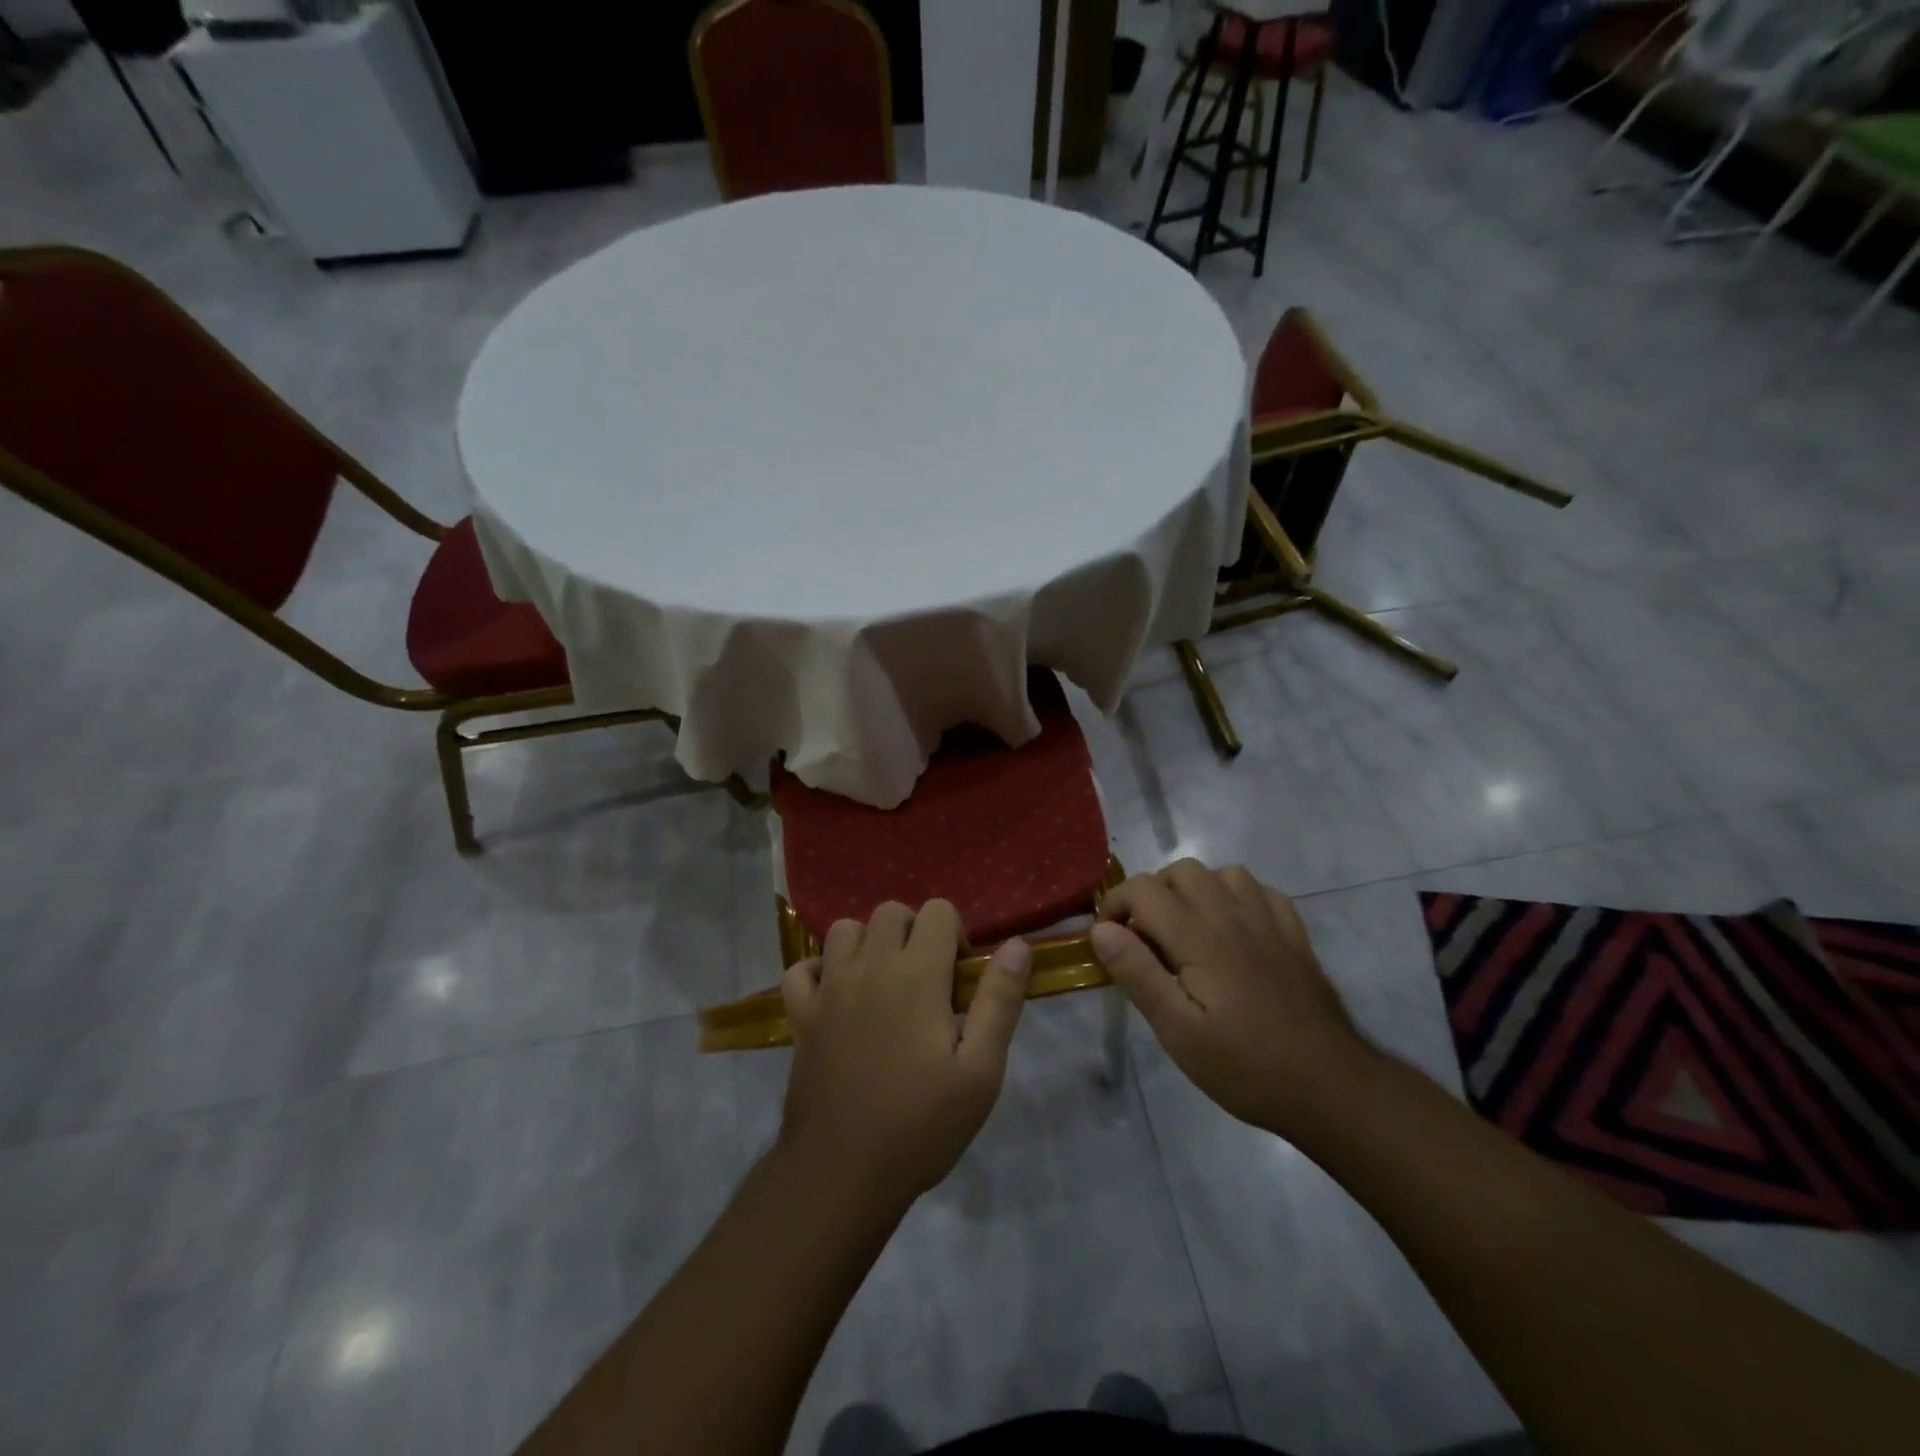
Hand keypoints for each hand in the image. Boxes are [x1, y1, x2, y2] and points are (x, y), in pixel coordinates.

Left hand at [778, 900, 1031, 1213]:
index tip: (959, 979)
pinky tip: (836, 995)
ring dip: (868, 943)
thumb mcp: (980, 1071)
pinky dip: (819, 970)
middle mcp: (869, 966)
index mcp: (916, 975)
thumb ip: (999, 1000)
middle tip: (926, 980)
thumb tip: (1017, 943)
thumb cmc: (921, 1124)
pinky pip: (801, 968)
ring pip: (844, 930)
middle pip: (890, 911)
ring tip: (884, 983)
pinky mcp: (800, 1015)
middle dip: (914, 932)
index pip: (937, 911)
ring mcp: (828, 989)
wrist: (842, 1173)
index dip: (955, 934)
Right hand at [1091, 860, 1377, 1138]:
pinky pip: (1261, 891)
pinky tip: (1232, 930)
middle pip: (1181, 871)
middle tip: (1146, 939)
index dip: (1116, 905)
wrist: (1330, 1087)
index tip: (1111, 941)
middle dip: (1152, 894)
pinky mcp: (1294, 935)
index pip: (1143, 889)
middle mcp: (1233, 915)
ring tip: (1187, 931)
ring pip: (1222, 874)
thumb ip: (1137, 973)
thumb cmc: (1244, 1065)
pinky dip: (1236, 897)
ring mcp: (1269, 922)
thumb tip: (1101, 929)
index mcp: (1199, 936)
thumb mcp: (1177, 1031)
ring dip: (1195, 891)